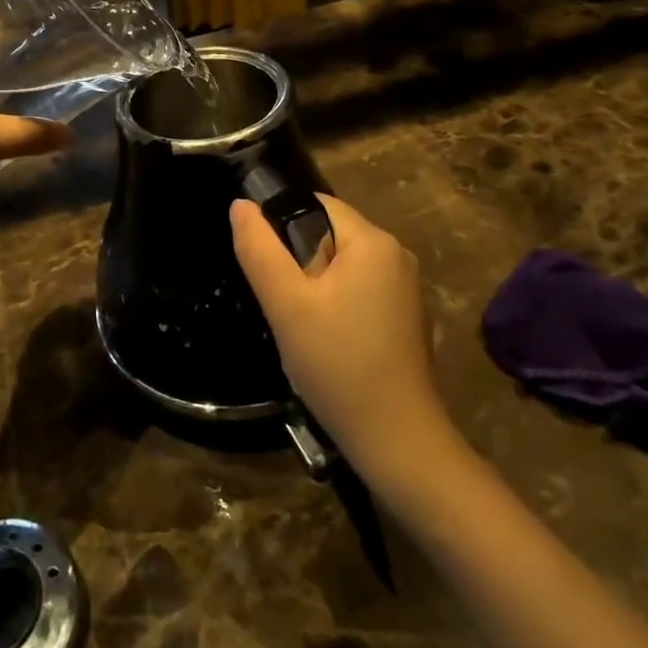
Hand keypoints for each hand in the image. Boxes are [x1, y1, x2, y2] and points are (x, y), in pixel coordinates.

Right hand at [230, 194, 446, 481]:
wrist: (398, 442)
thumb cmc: (338, 365)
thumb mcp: (287, 305)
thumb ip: (259, 250)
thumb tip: (240, 205)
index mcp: (373, 241)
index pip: (317, 205)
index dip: (282, 226)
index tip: (266, 267)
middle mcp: (397, 255)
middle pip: (330, 235)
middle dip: (299, 262)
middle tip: (283, 305)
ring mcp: (407, 289)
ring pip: (343, 267)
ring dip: (316, 288)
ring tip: (302, 329)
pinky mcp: (407, 319)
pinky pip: (361, 292)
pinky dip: (338, 306)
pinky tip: (328, 345)